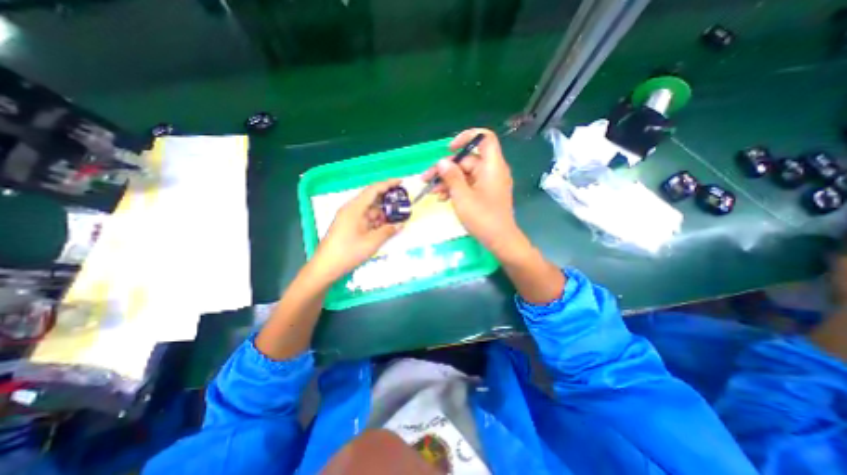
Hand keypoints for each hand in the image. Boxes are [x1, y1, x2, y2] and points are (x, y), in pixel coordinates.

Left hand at [310, 178, 401, 281]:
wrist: (325, 267)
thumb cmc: (348, 253)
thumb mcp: (371, 242)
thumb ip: (387, 231)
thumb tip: (400, 224)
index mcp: (354, 208)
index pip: (373, 190)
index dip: (388, 184)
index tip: (401, 182)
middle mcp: (351, 209)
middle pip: (372, 199)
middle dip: (387, 201)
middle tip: (402, 204)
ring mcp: (349, 217)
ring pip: (370, 210)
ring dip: (382, 214)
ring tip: (397, 218)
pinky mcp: (348, 225)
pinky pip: (365, 219)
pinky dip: (376, 221)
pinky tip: (385, 228)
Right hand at [423, 128, 519, 250]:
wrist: (500, 240)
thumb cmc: (482, 217)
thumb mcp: (462, 196)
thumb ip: (451, 176)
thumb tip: (442, 162)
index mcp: (492, 166)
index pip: (484, 138)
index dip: (467, 137)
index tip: (449, 149)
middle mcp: (492, 171)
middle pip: (467, 160)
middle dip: (446, 168)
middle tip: (427, 178)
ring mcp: (488, 183)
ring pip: (465, 174)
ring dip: (448, 180)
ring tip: (432, 191)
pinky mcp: (484, 193)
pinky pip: (469, 184)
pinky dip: (456, 188)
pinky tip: (443, 198)